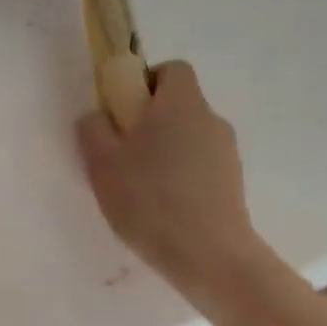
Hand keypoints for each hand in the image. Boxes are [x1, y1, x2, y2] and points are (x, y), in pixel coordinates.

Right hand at [76, 61, 267, 300]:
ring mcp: (228, 154)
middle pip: (179, 106)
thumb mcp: (102, 164)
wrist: (209, 255)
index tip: (122, 113)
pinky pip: (201, 170)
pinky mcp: (233, 185)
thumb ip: (93, 130)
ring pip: (190, 140)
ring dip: (166, 155)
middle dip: (150, 124)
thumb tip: (97, 116)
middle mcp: (211, 119)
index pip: (171, 70)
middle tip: (122, 158)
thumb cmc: (151, 201)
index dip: (144, 83)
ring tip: (141, 193)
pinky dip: (182, 181)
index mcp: (182, 102)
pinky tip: (164, 212)